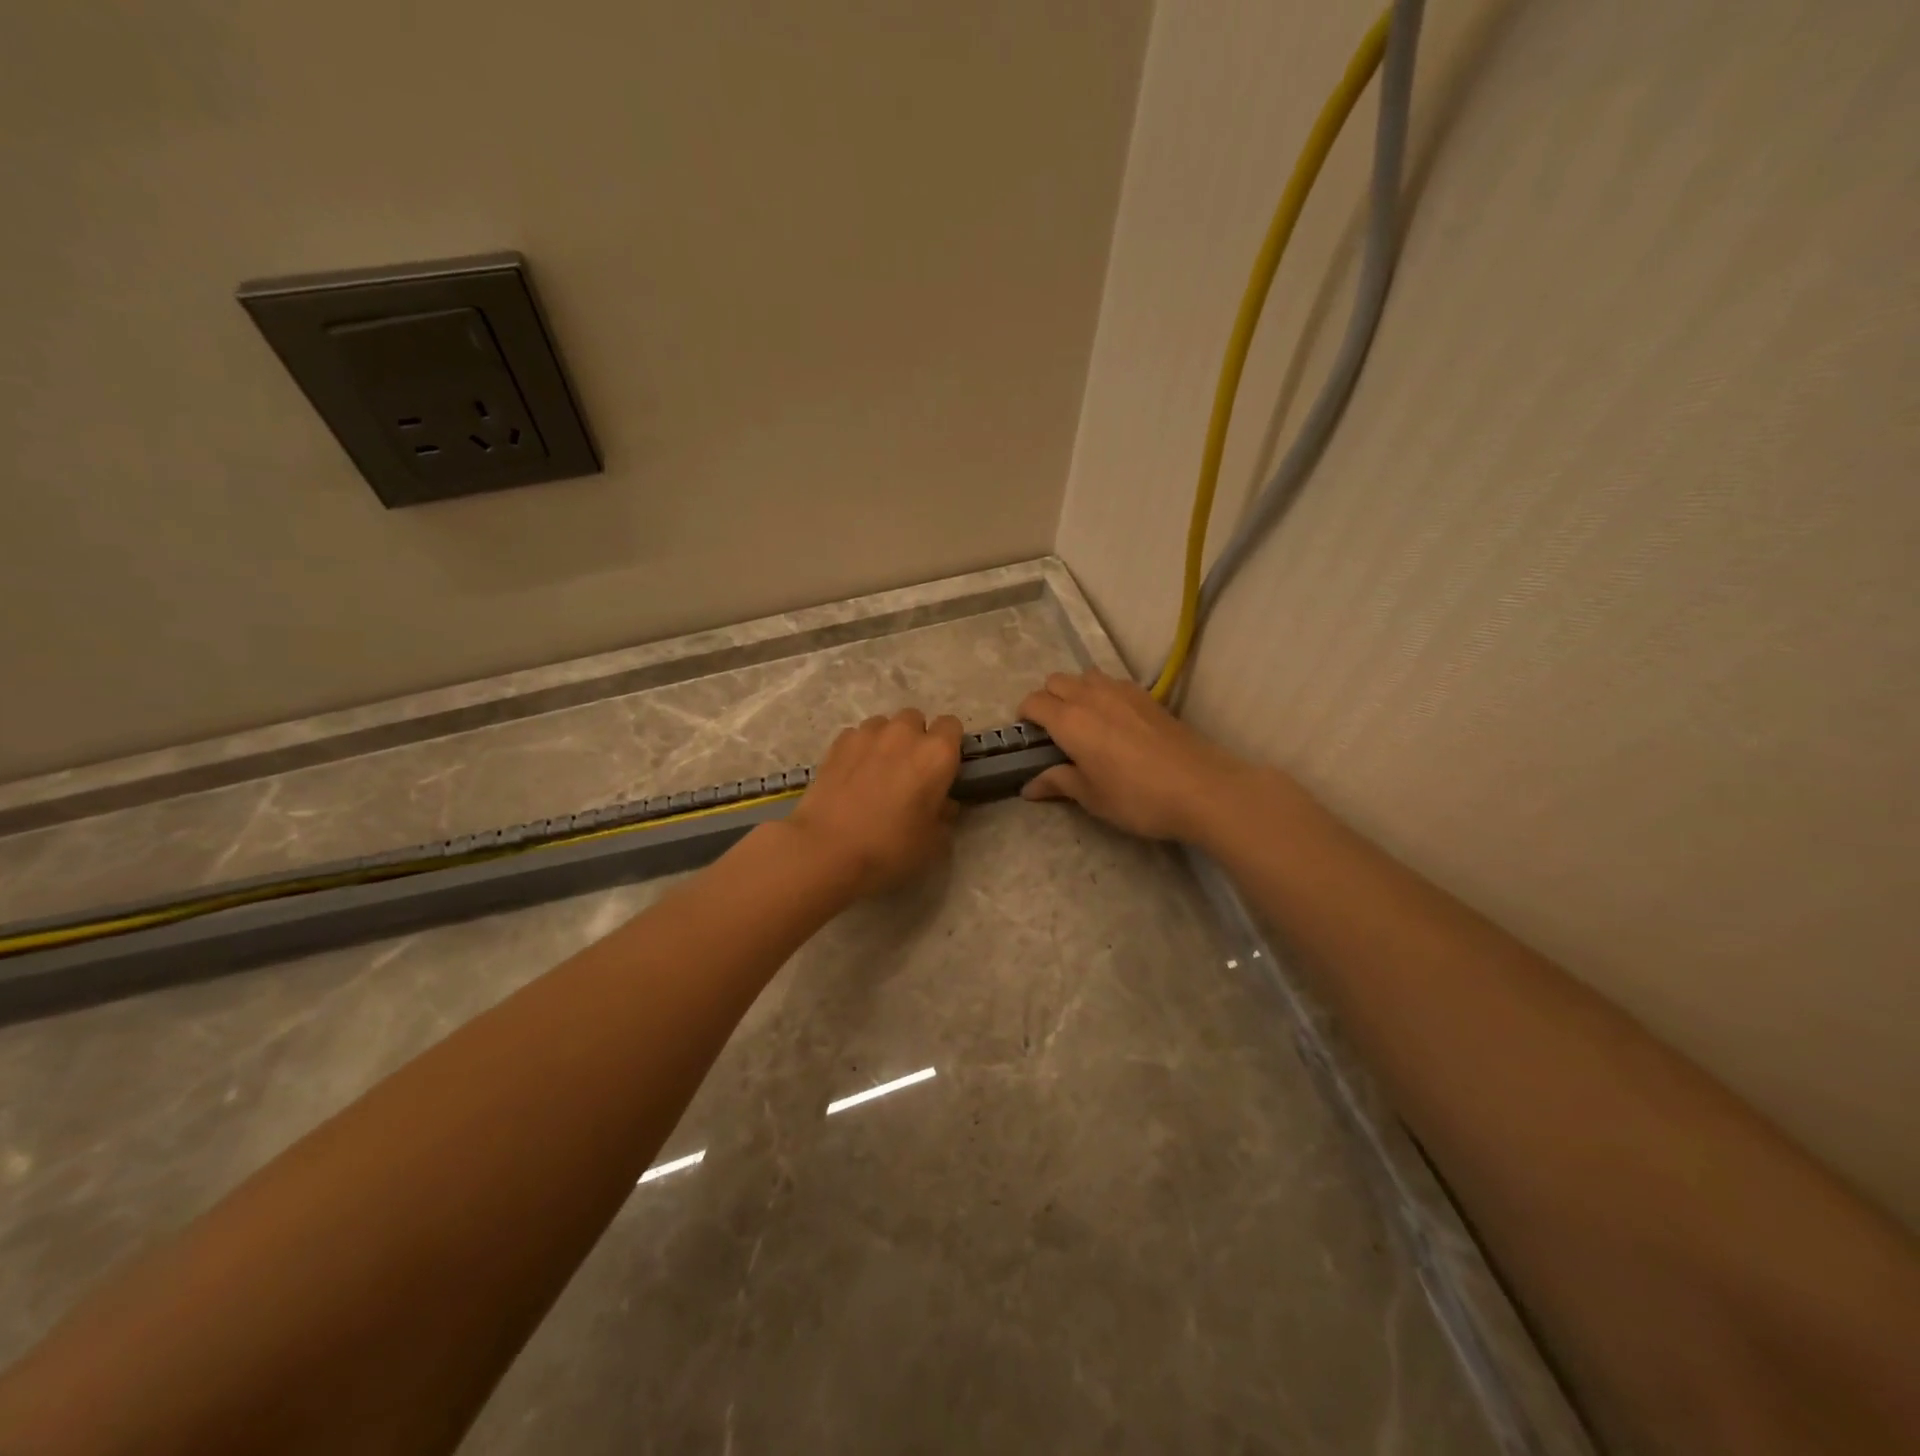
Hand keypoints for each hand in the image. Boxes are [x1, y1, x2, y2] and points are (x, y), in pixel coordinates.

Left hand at [785, 708, 962, 896]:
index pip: (952, 726)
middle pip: (915, 719)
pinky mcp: (837, 743)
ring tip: (876, 770)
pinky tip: (852, 774)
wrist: (827, 849)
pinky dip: (859, 749)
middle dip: (915, 738)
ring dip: (886, 740)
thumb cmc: (890, 847)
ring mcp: (867, 734)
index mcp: (936, 754)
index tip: (941, 768)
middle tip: (909, 771)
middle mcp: (904, 734)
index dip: (948, 744)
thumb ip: (944, 814)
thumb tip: (943, 803)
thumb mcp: (933, 842)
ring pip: (884, 724)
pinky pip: (856, 736)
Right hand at [1017, 669, 1254, 841]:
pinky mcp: (1147, 696)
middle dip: (1047, 700)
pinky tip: (1116, 722)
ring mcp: (1122, 691)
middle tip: (1055, 732)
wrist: (1202, 788)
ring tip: (1085, 723)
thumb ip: (1058, 783)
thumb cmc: (1138, 798)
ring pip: (1085, 676)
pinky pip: (1112, 682)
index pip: (1033, 702)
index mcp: (1070, 721)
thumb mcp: (1092, 797)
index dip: (1024, 717)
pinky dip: (1103, 693)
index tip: (1029, 738)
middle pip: (1056, 681)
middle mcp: (1091, 696)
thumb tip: (1029, 787)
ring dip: (1076, 691)